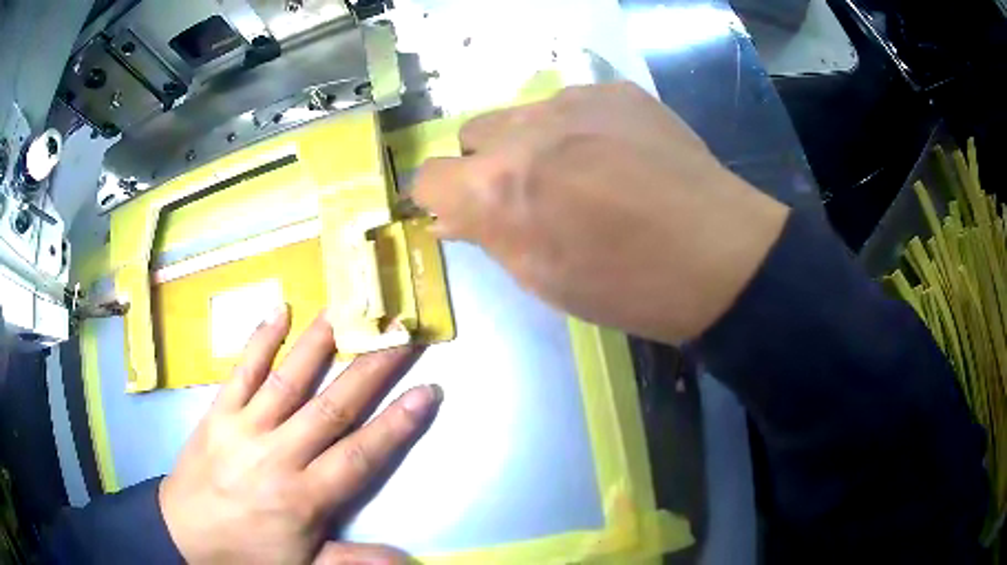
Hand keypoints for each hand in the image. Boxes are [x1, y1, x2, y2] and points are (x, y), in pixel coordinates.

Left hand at [159, 305, 440, 563]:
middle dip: (373, 370)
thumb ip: (356, 562)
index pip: (360, 454)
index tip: (428, 390)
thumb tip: (408, 561)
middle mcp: (279, 455)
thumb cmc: (249, 552)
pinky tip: (279, 310)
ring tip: (347, 308)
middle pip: (333, 407)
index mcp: (304, 496)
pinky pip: (241, 371)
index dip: (397, 423)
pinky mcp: (219, 412)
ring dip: (320, 343)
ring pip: (289, 379)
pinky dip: (260, 340)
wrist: (185, 533)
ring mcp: (245, 427)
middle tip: (402, 335)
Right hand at [413, 82, 789, 342]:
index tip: (462, 210)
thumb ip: (488, 236)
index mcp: (497, 188)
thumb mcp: (543, 279)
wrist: (719, 256)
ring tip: (582, 170)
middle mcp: (524, 131)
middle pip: (473, 133)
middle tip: (532, 193)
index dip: (440, 196)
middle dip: (488, 164)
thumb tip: (449, 215)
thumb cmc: (627, 286)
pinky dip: (578, 127)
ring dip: (532, 141)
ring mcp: (575, 101)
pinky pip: (572, 102)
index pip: (428, 176)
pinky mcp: (616, 90)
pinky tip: (617, 153)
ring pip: (521, 114)